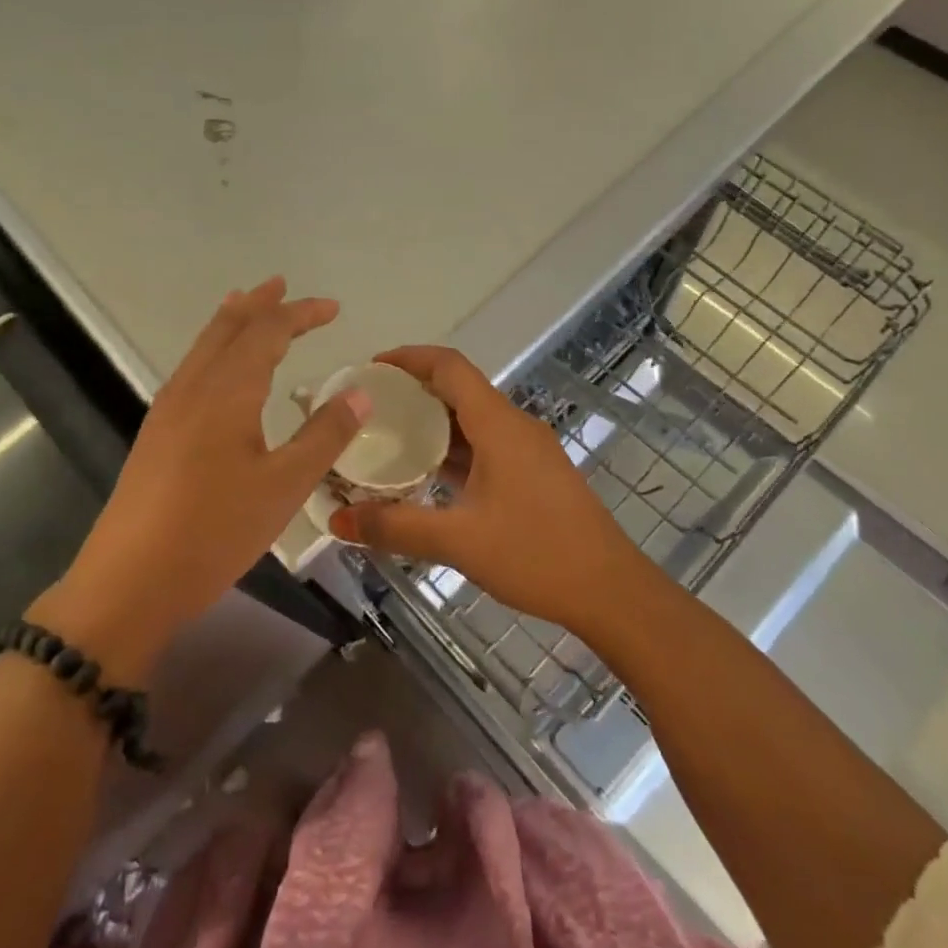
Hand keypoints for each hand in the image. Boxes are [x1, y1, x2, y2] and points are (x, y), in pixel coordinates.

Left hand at [32, 278, 369, 679]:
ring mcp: (168, 411)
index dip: (301, 314)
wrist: (128, 582)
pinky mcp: (156, 435)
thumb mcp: (284, 486)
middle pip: (228, 328)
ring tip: (247, 305)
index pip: (268, 332)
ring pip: (204, 347)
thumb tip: (361, 393)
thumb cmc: (214, 531)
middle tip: (282, 284)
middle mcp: (193, 388)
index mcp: (227, 392)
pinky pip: (191, 369)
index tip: (334, 308)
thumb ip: (325, 436)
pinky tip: (217, 369)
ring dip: (231, 322)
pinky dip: (213, 349)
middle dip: (259, 304)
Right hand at [330, 346, 642, 631]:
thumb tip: (337, 521)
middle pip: (459, 390)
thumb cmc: (536, 554)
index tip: (371, 369)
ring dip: (432, 424)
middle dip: (413, 392)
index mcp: (498, 425)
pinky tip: (427, 476)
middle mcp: (514, 426)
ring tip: (387, 439)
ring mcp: (528, 450)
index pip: (449, 367)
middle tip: (369, 409)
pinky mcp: (534, 473)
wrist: (609, 589)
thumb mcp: (459, 541)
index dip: (409, 358)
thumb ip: (396, 527)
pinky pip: (485, 445)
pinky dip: (453, 450)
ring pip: (472, 420)